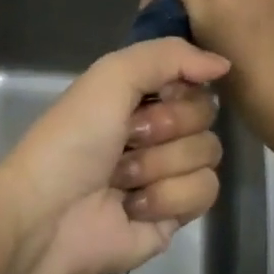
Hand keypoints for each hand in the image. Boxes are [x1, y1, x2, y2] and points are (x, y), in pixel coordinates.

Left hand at [0, 37, 230, 273]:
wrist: (48, 218)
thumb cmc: (73, 139)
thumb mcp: (111, 76)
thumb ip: (168, 55)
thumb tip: (224, 64)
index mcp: (136, 95)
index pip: (191, 77)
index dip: (180, 85)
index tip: (157, 93)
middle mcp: (155, 130)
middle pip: (205, 114)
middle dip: (166, 126)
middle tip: (128, 138)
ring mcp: (167, 173)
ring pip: (208, 152)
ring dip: (160, 164)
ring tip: (122, 178)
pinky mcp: (175, 214)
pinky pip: (205, 191)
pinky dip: (166, 197)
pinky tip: (133, 207)